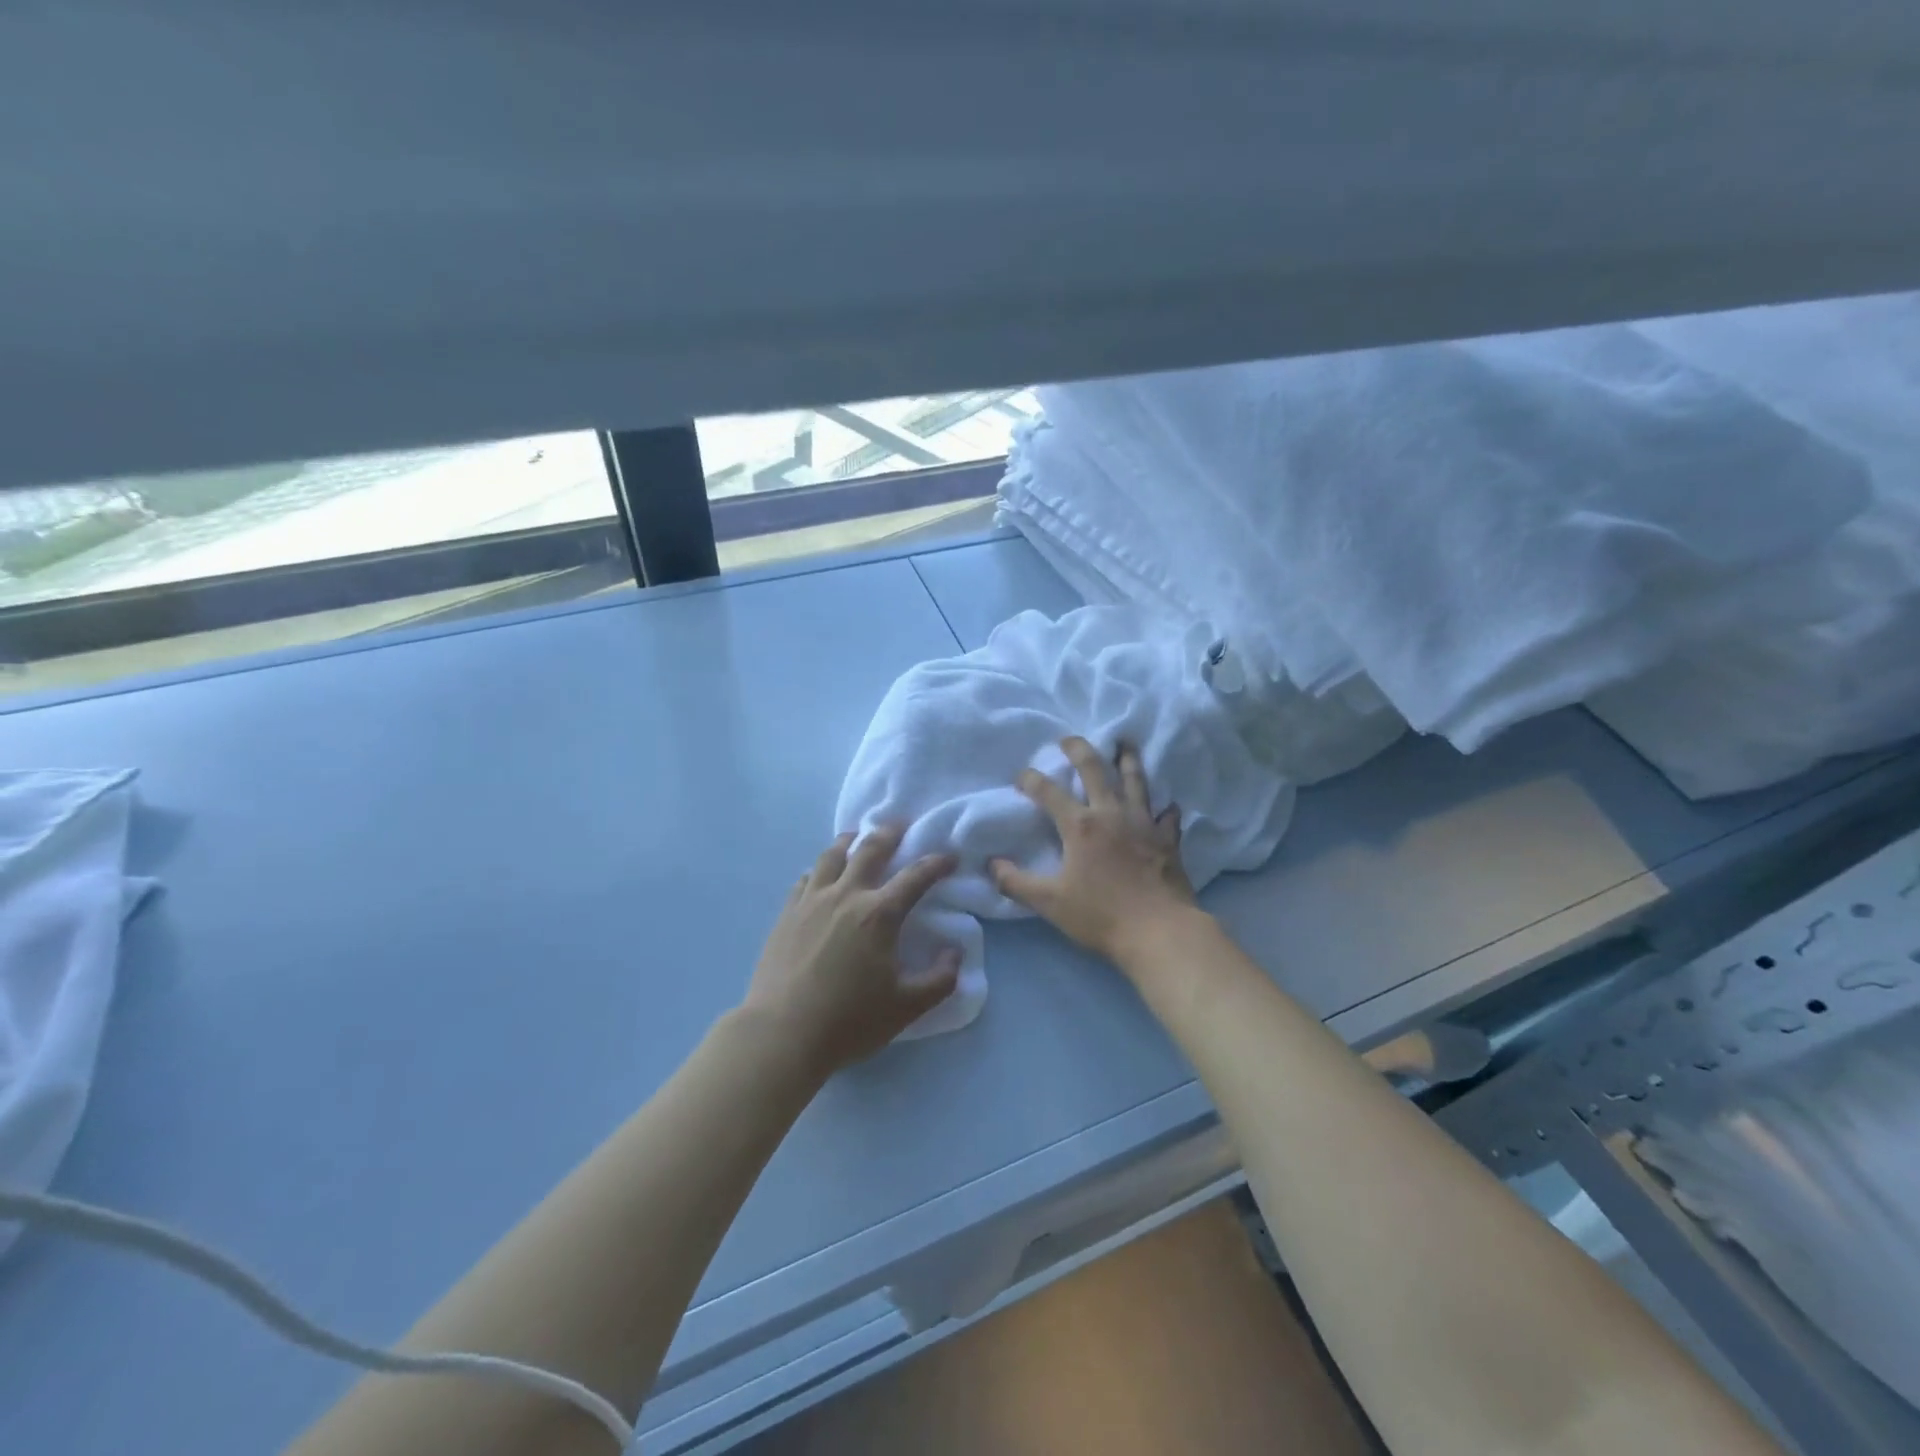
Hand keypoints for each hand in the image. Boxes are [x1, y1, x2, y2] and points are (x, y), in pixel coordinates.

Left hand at [742, 825, 960, 1075]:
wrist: (781, 1033)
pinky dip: (818, 869)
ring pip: (831, 856)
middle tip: (900, 825)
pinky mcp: (786, 914)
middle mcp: (846, 896)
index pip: (915, 877)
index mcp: (879, 914)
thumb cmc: (849, 1021)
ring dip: (849, 841)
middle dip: (889, 834)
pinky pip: (805, 879)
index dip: (936, 863)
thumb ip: (940, 980)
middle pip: (869, 850)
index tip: (950, 856)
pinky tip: (819, 874)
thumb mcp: (907, 1007)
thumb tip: (955, 954)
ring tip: (856, 836)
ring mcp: (811, 901)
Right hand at [989, 736, 1199, 968]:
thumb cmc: (1101, 915)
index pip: (1049, 792)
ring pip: (1135, 781)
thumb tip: (991, 864)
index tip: (1022, 775)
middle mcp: (1111, 814)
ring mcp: (1144, 823)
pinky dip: (1165, 809)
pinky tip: (1167, 805)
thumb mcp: (1049, 902)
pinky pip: (1167, 817)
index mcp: (1080, 825)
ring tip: (1125, 744)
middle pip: (1095, 770)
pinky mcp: (1168, 840)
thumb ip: (1016, 882)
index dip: (1031, 780)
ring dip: (1128, 760)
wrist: (1159, 931)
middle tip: (1069, 739)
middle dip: (1079, 750)